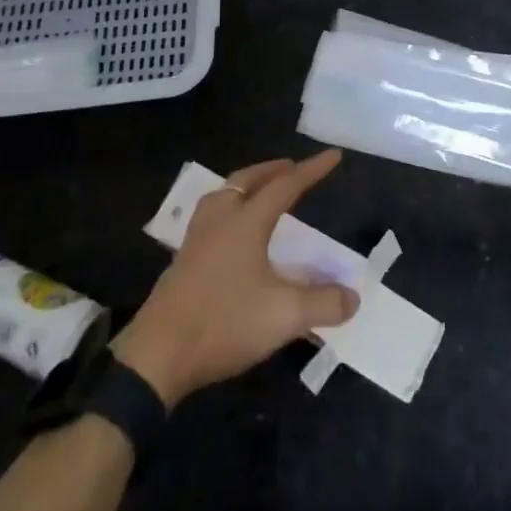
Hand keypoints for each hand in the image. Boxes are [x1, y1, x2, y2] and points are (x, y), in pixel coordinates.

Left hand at [112, 151, 358, 407]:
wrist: (157, 355)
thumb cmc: (224, 323)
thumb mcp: (284, 316)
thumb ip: (323, 304)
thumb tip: (353, 297)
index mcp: (246, 222)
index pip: (286, 186)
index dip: (312, 170)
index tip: (333, 155)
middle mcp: (220, 220)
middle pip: (247, 180)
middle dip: (273, 170)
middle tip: (292, 167)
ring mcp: (196, 240)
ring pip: (223, 194)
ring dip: (245, 185)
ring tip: (259, 191)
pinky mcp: (183, 262)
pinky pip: (210, 216)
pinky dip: (228, 209)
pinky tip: (231, 234)